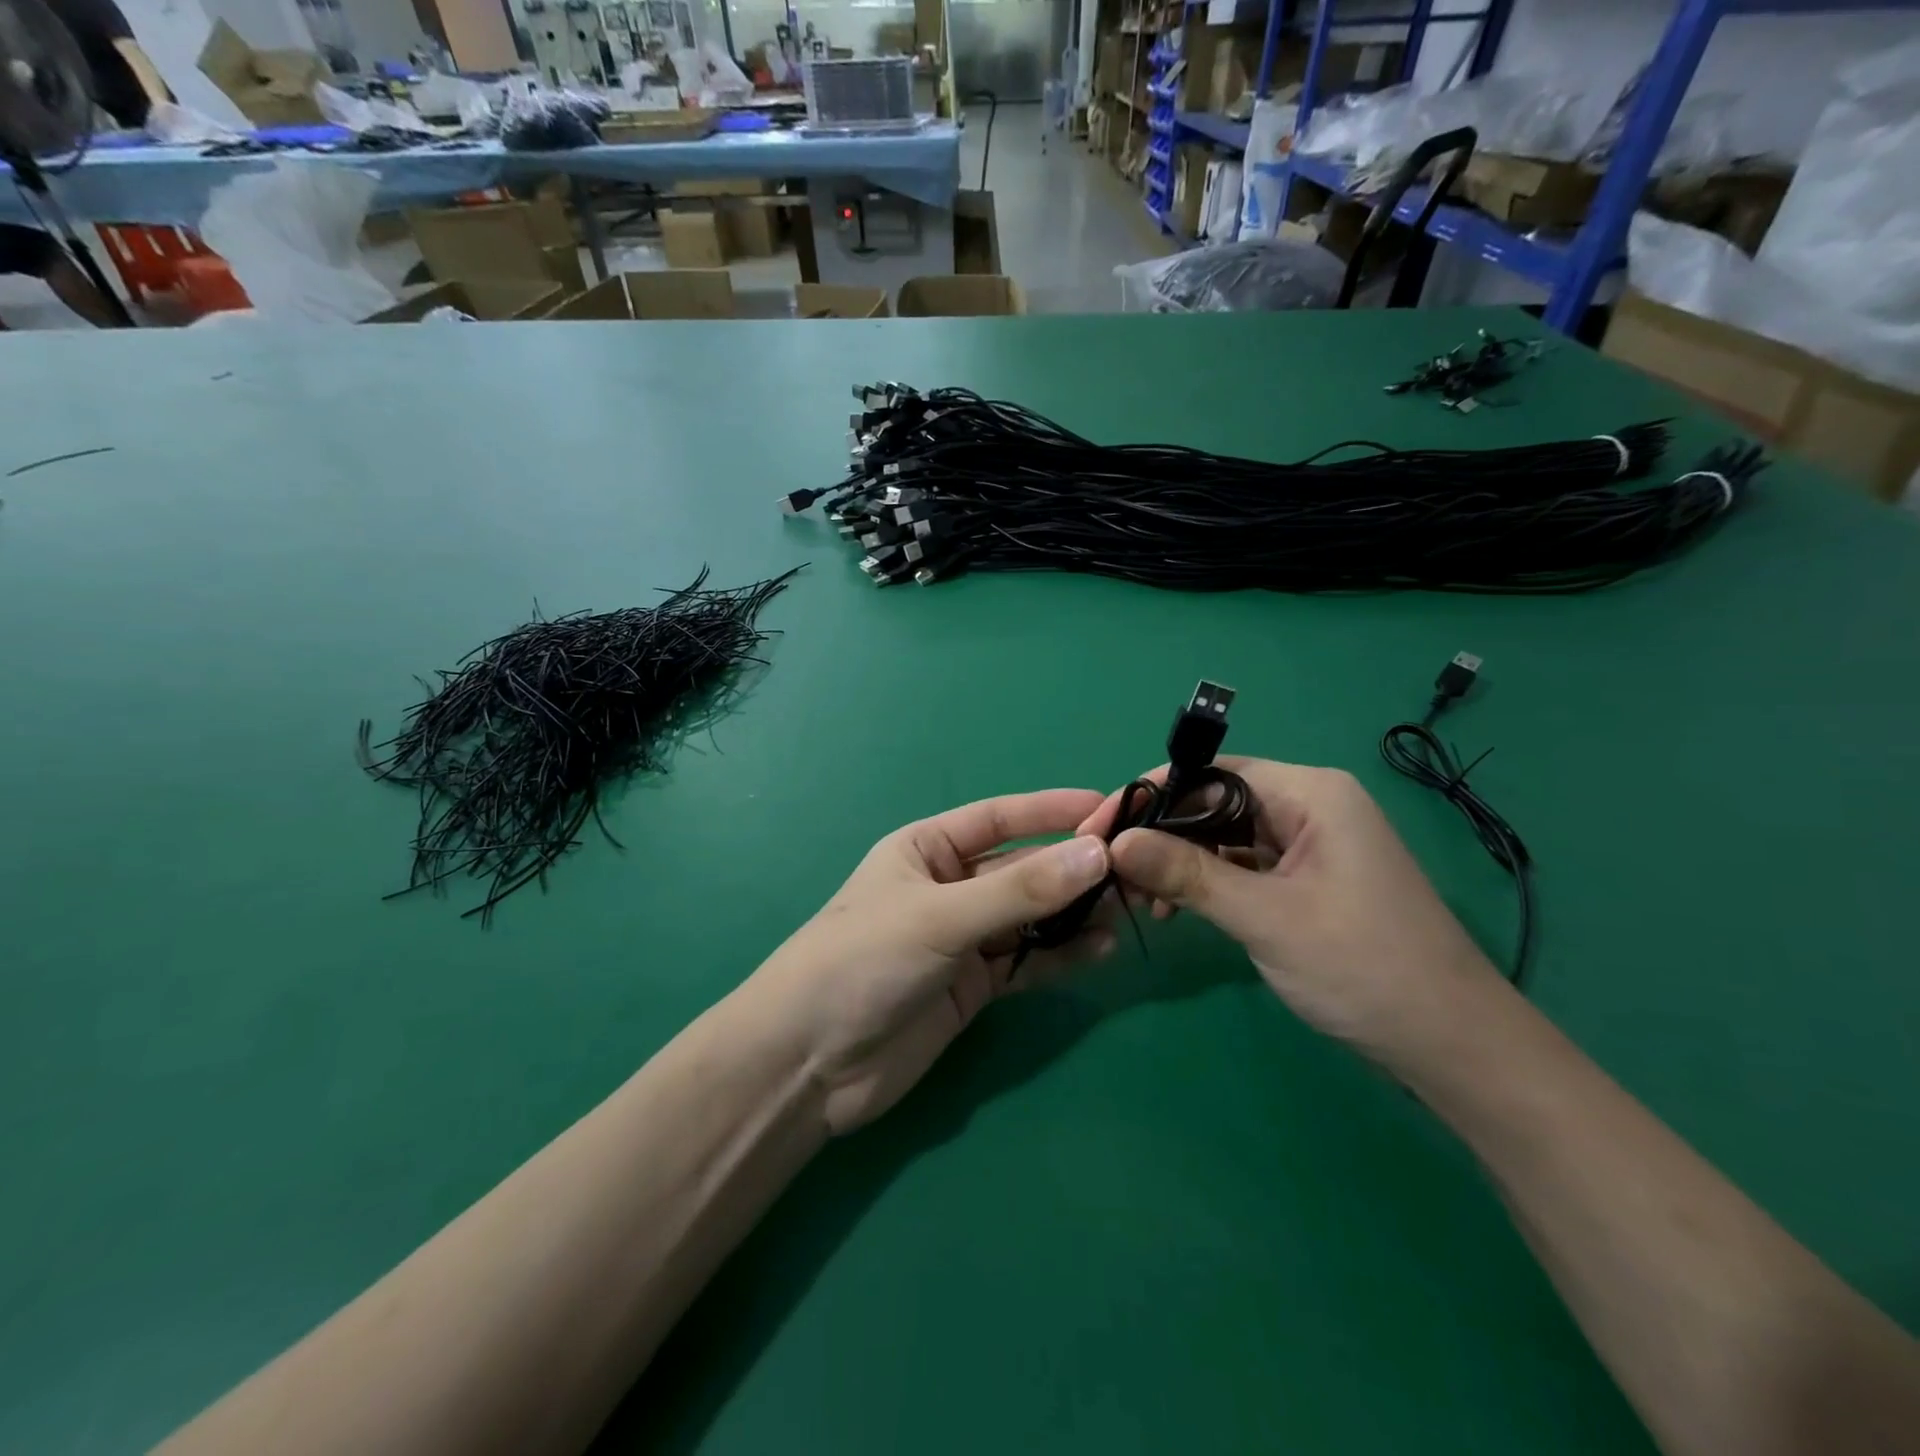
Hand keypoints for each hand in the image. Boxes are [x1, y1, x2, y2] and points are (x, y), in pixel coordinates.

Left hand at [751, 790, 1115, 1135]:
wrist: (809, 1065)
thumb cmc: (862, 961)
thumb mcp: (940, 917)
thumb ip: (1020, 891)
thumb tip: (1098, 854)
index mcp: (927, 849)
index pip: (999, 818)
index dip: (1051, 810)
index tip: (1108, 807)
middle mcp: (948, 887)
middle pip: (1022, 869)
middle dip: (1073, 868)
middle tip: (1134, 870)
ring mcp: (962, 938)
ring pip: (1031, 917)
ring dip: (1073, 914)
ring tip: (1126, 910)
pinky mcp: (973, 986)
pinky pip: (1027, 962)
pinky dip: (1061, 956)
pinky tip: (1099, 950)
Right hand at [1090, 758, 1504, 1059]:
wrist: (1453, 1048)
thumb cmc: (1363, 969)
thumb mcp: (1265, 918)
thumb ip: (1188, 873)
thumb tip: (1116, 842)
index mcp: (1312, 794)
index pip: (1212, 771)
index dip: (1152, 795)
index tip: (1099, 828)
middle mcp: (1312, 806)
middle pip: (1215, 802)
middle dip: (1162, 834)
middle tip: (1112, 870)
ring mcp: (1311, 845)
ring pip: (1225, 836)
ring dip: (1181, 862)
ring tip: (1141, 898)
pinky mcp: (1308, 880)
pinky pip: (1243, 865)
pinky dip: (1208, 882)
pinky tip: (1176, 909)